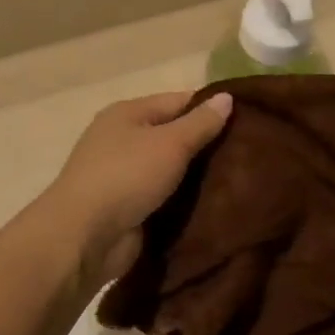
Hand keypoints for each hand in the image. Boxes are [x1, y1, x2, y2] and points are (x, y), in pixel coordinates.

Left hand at [40, 90, 232, 285]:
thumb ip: (200, 122)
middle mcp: (122, 140)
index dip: (211, 109)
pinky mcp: (128, 208)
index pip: (178, 101)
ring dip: (198, 177)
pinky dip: (184, 201)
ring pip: (171, 170)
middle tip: (251, 154)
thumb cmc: (126, 177)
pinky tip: (217, 205)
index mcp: (127, 114)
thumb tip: (227, 97)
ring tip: (242, 180)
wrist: (84, 237)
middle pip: (174, 135)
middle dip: (207, 145)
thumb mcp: (170, 143)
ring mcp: (123, 176)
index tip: (249, 121)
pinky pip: (164, 198)